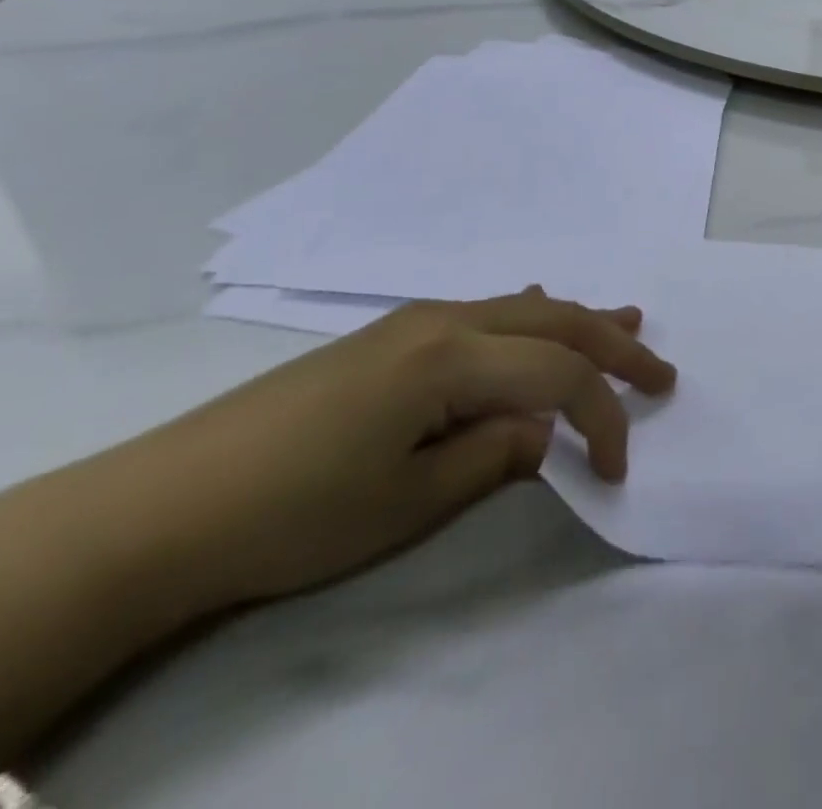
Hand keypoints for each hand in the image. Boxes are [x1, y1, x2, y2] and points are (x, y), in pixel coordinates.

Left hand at [99, 289, 677, 611]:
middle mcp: (444, 322)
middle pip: (555, 323)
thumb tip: (547, 431)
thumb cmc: (295, 513)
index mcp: (453, 358)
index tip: (618, 467)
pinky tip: (540, 309)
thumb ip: (497, 454)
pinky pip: (486, 314)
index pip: (559, 376)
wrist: (159, 507)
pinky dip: (531, 319)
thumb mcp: (409, 500)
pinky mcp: (390, 338)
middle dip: (615, 347)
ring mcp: (414, 323)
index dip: (602, 418)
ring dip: (580, 322)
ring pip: (524, 310)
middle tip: (662, 372)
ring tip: (628, 322)